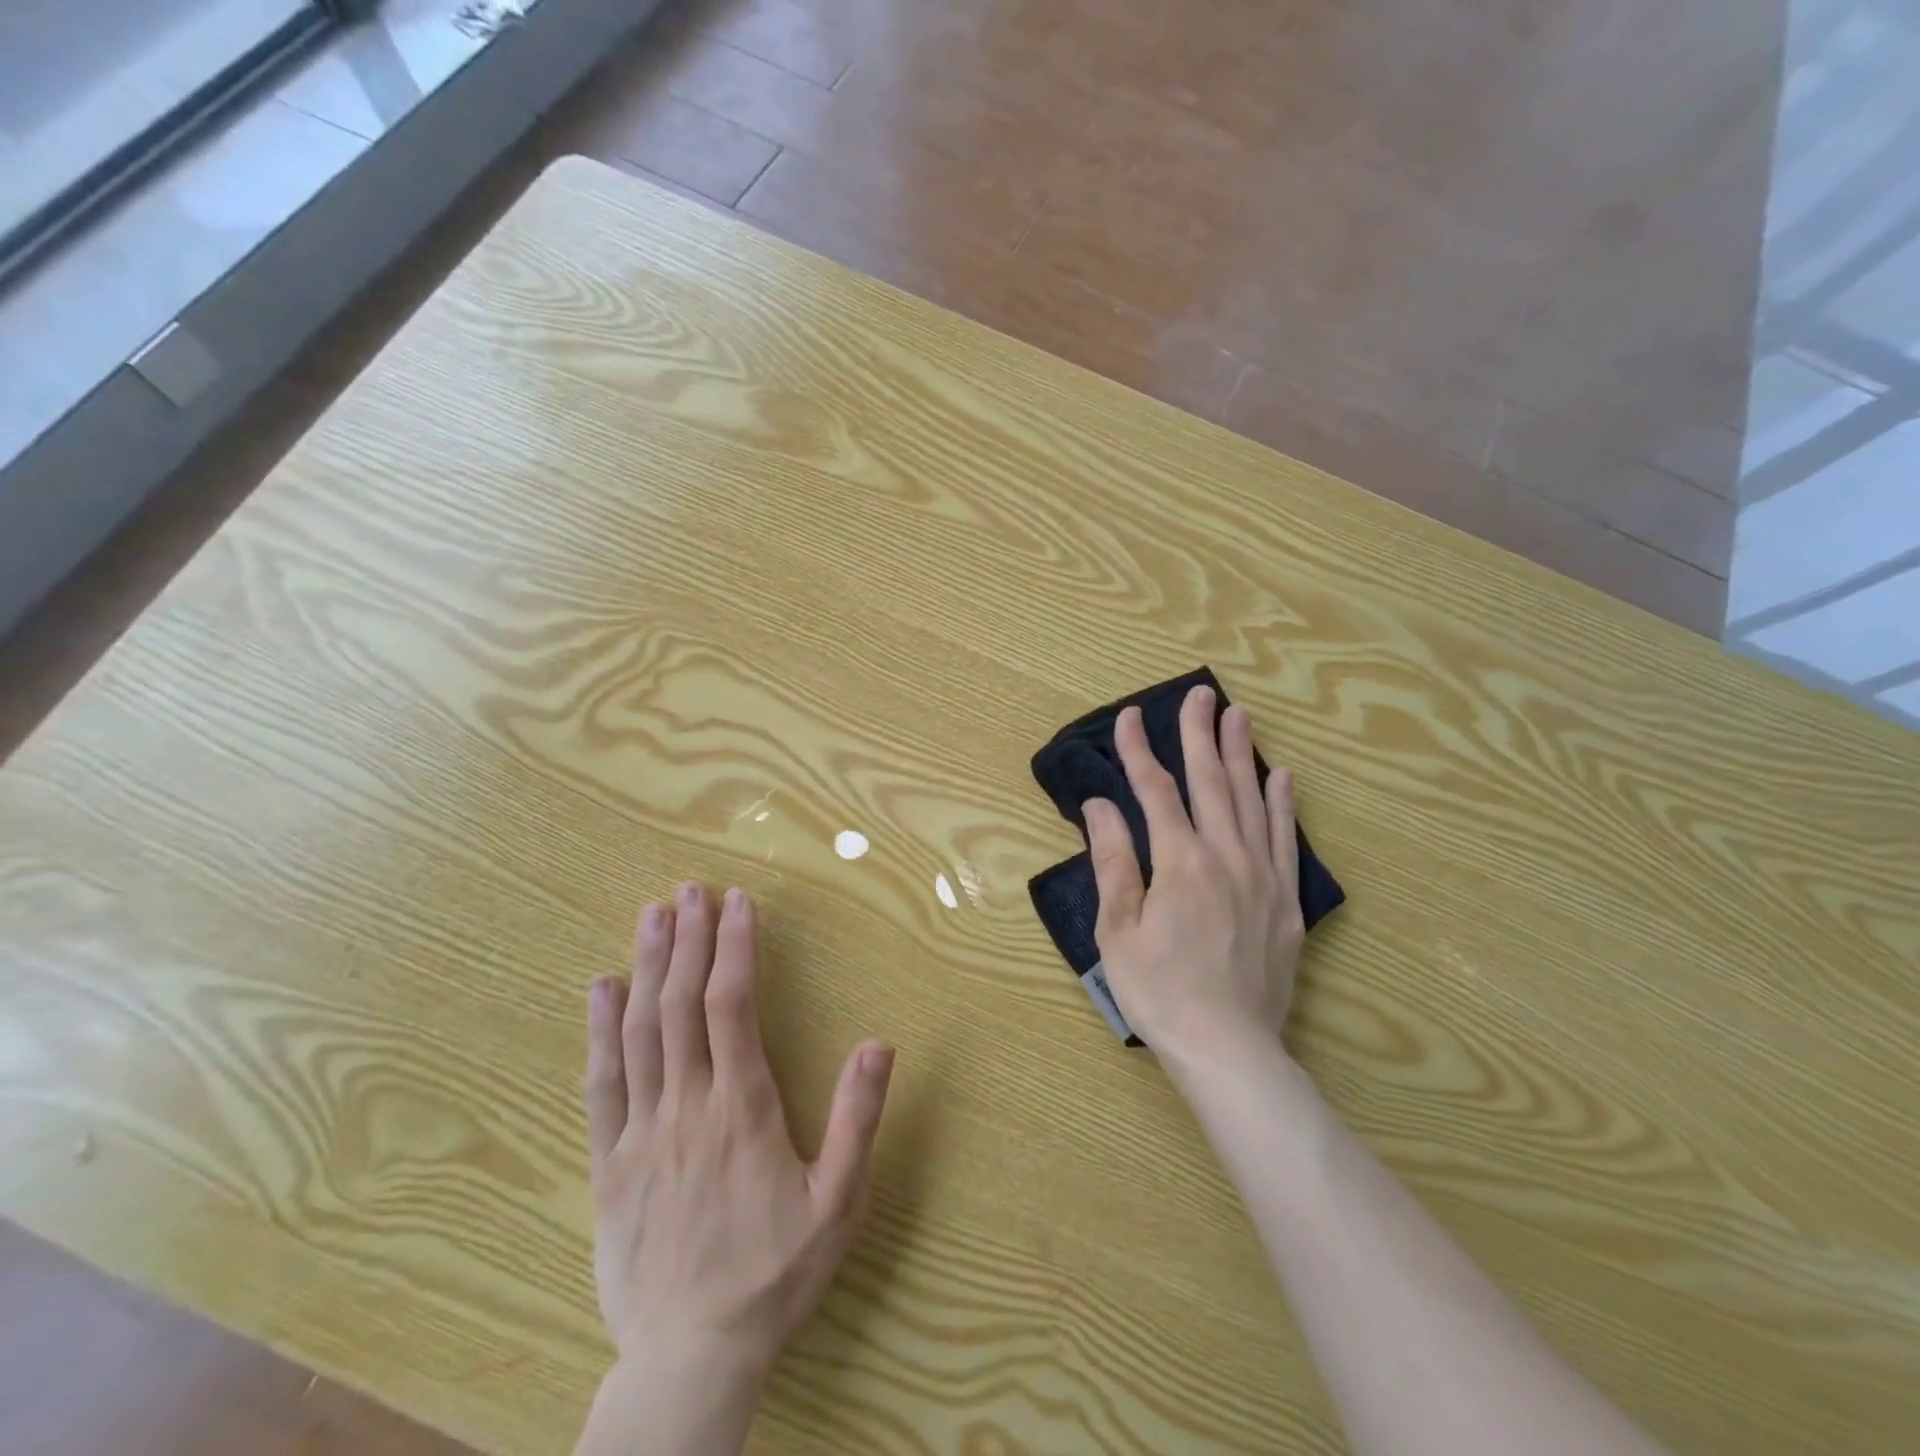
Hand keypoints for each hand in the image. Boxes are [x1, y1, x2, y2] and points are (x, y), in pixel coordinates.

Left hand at [582, 883, 893, 1431]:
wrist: (688, 1361)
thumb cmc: (774, 1276)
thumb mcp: (838, 1202)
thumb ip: (857, 1118)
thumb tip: (879, 1043)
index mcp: (743, 1109)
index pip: (733, 1006)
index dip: (734, 948)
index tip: (738, 903)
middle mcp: (688, 1106)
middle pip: (682, 1004)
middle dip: (687, 939)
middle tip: (691, 889)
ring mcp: (641, 1132)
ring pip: (641, 1031)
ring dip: (647, 967)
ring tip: (652, 915)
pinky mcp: (609, 1163)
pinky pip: (601, 1084)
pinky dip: (600, 1030)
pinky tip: (601, 988)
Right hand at [1084, 685, 1304, 1066]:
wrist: (1228, 1049)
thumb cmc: (1159, 991)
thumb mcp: (1118, 929)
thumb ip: (1113, 860)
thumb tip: (1100, 805)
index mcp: (1180, 862)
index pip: (1155, 792)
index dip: (1139, 751)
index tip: (1129, 718)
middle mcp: (1226, 856)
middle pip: (1211, 781)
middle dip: (1200, 734)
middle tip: (1200, 693)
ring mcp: (1263, 876)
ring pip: (1252, 800)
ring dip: (1243, 754)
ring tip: (1238, 715)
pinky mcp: (1287, 901)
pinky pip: (1287, 839)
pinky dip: (1283, 804)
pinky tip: (1282, 777)